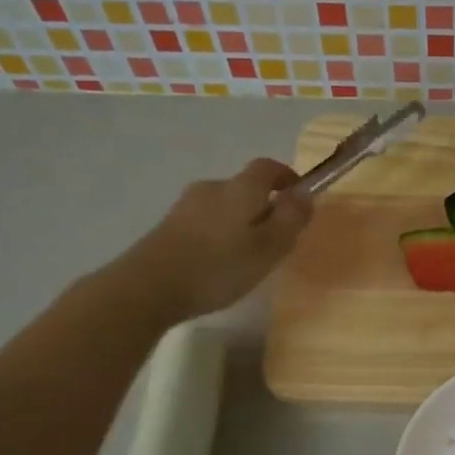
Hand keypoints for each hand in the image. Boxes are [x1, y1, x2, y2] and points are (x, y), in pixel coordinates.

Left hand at [121, 157, 312, 321]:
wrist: (148, 287)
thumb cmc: (218, 267)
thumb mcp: (268, 247)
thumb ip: (290, 219)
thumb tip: (306, 192)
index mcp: (239, 189)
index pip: (267, 167)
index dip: (286, 176)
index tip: (299, 197)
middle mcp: (211, 188)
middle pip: (244, 188)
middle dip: (264, 206)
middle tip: (276, 239)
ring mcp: (186, 206)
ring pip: (224, 207)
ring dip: (240, 223)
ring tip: (247, 257)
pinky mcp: (168, 226)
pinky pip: (205, 223)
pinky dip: (219, 235)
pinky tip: (218, 264)